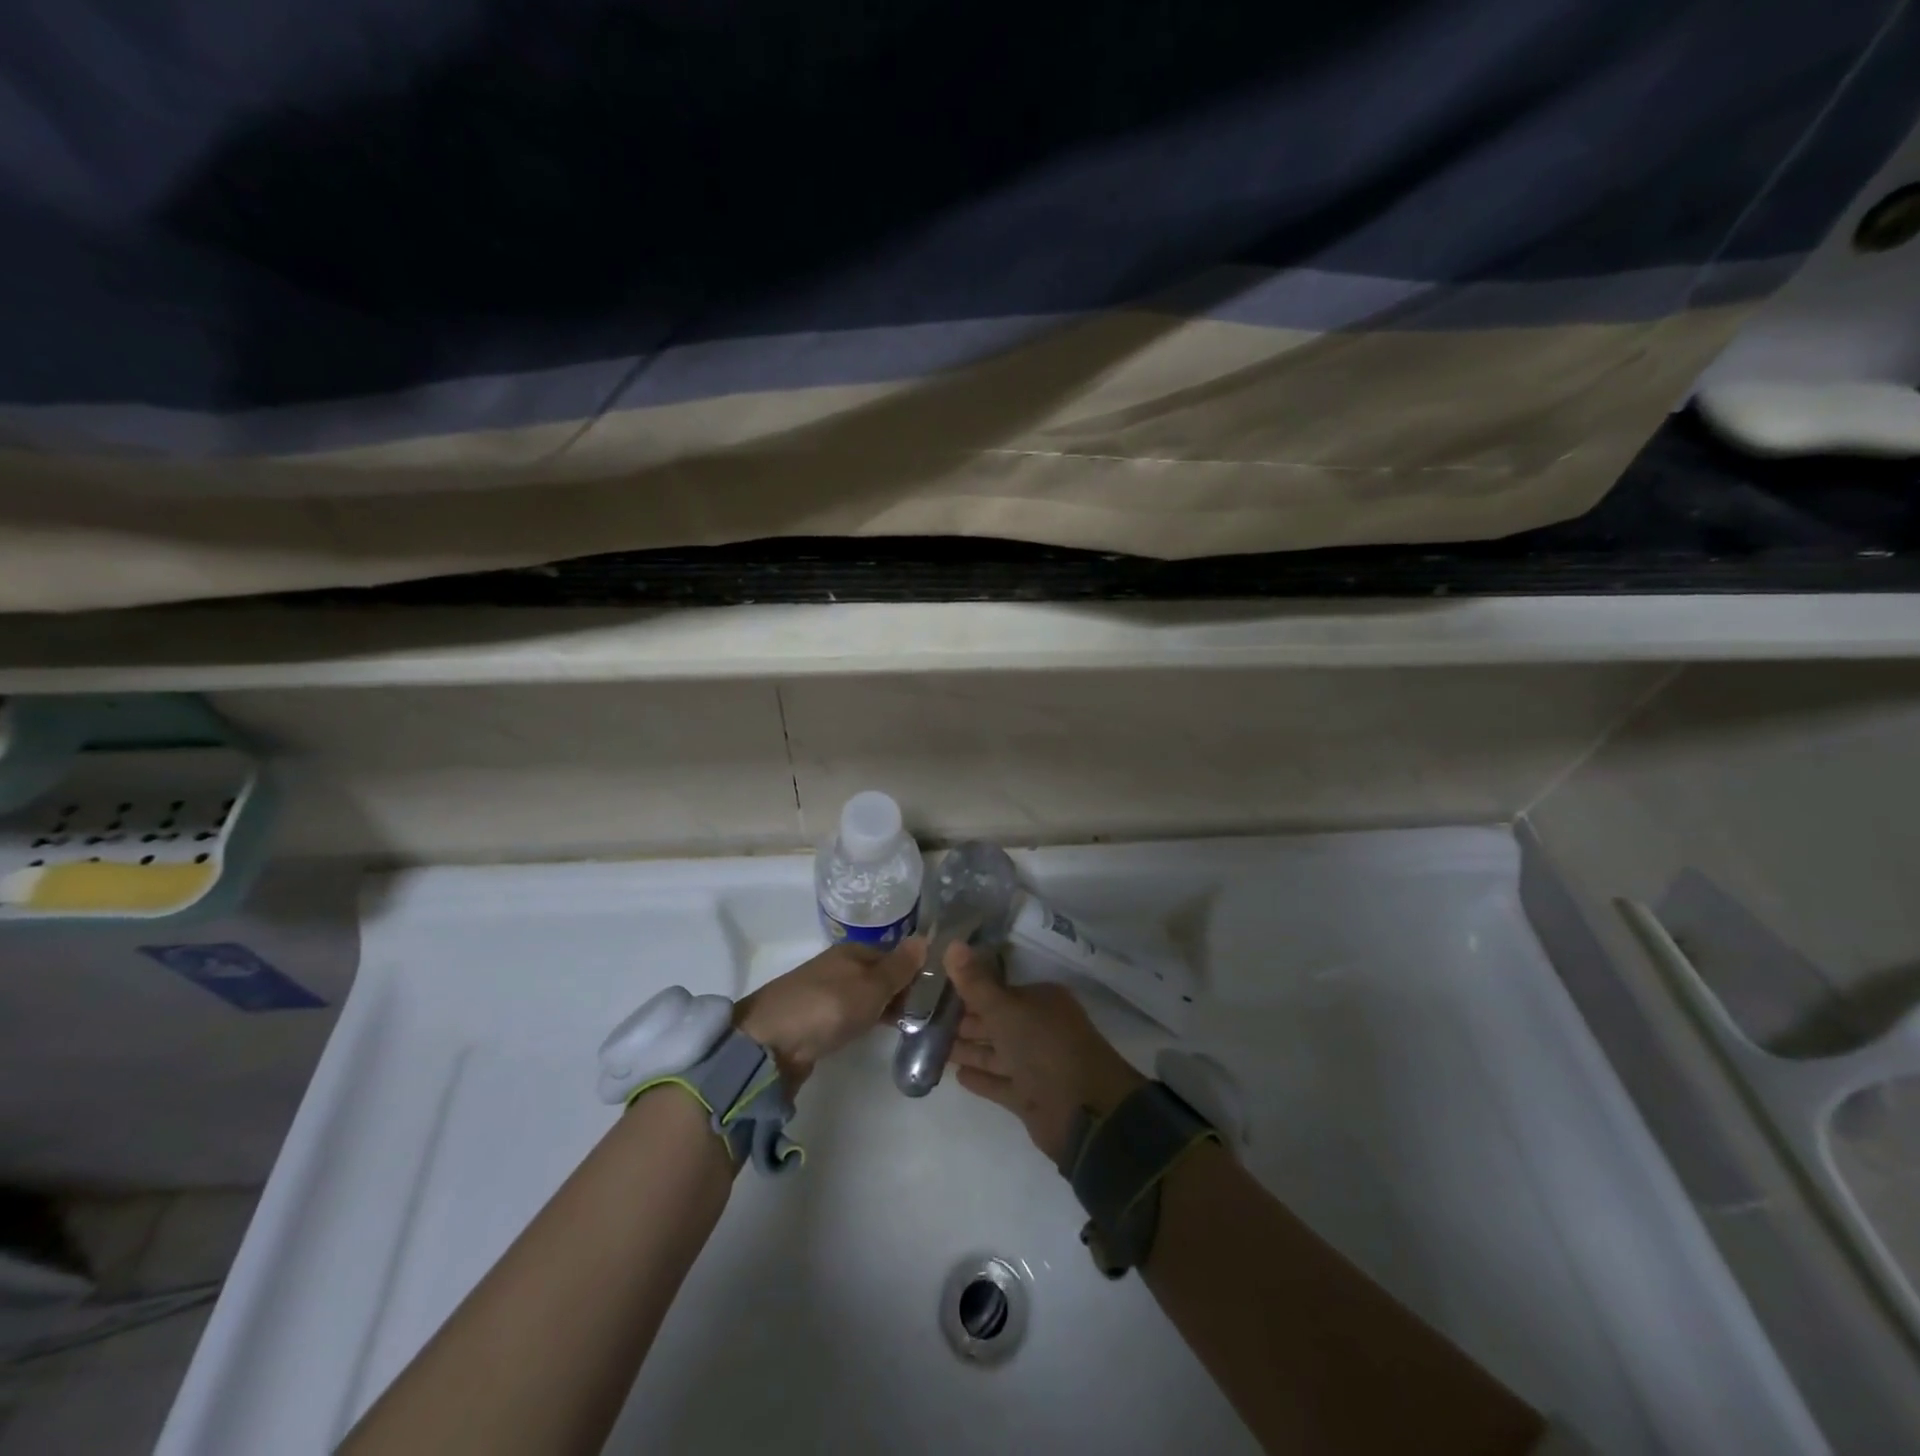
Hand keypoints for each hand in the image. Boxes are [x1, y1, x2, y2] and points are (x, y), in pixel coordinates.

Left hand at [735, 939, 922, 1091]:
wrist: (769, 1043)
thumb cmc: (827, 1007)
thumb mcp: (871, 986)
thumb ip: (899, 967)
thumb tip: (925, 938)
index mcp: (852, 951)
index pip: (894, 955)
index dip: (915, 972)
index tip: (938, 995)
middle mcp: (839, 966)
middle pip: (879, 975)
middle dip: (902, 992)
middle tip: (929, 1016)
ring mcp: (825, 992)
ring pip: (866, 995)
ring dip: (885, 1008)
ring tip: (911, 1027)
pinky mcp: (816, 1019)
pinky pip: (851, 1013)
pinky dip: (866, 1020)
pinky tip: (877, 1033)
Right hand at [946, 945, 1146, 1163]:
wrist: (1086, 1115)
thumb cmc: (1045, 1049)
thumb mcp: (1006, 1010)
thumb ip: (976, 983)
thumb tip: (951, 943)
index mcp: (1041, 1001)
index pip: (997, 989)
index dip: (966, 989)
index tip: (933, 988)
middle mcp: (1039, 1028)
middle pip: (994, 1021)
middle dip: (962, 1020)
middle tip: (921, 1017)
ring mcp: (1036, 1064)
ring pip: (994, 1052)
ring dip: (966, 1048)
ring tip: (928, 1044)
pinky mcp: (1030, 1096)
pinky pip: (999, 1082)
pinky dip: (981, 1078)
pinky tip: (956, 1075)